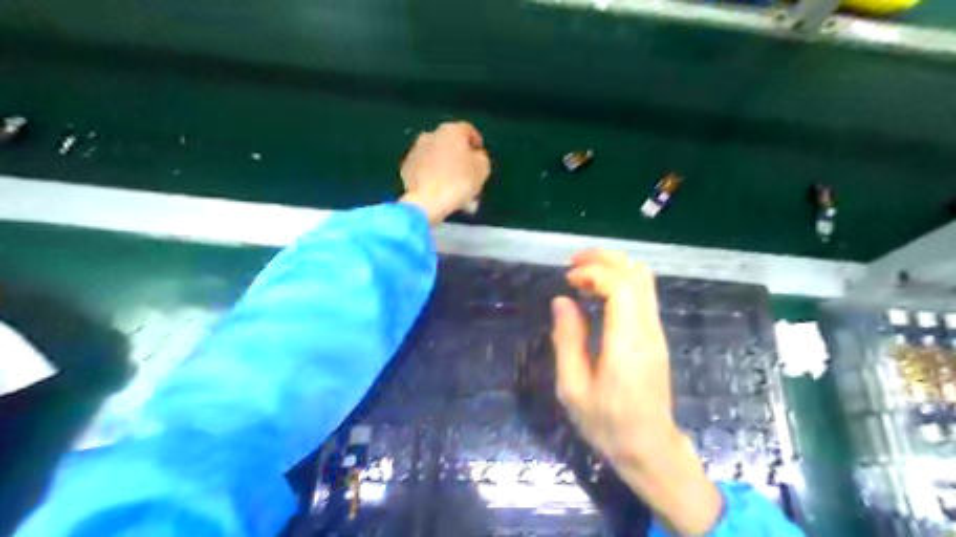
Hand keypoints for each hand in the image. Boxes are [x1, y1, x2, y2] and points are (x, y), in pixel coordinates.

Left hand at [397, 121, 488, 224]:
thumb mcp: (483, 168)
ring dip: (445, 168)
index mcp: (451, 131)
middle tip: (468, 174)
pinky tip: (439, 191)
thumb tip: (474, 156)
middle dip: (460, 158)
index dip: (476, 143)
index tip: (480, 156)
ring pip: (436, 158)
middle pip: (450, 145)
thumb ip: (480, 157)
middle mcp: (430, 135)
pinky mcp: (406, 168)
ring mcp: (415, 151)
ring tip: (454, 187)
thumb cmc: (460, 181)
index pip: (468, 130)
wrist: (427, 202)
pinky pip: (425, 170)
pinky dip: (432, 177)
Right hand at [548, 252, 673, 465]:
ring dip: (613, 268)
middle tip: (573, 263)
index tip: (568, 279)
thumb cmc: (607, 423)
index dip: (593, 272)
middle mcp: (648, 330)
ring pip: (643, 280)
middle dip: (605, 259)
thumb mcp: (573, 388)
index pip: (621, 286)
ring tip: (581, 276)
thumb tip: (562, 301)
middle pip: (637, 273)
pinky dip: (619, 282)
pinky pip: (642, 294)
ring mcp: (656, 332)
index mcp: (627, 343)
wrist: (650, 448)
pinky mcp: (655, 336)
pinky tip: (596, 295)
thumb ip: (567, 340)